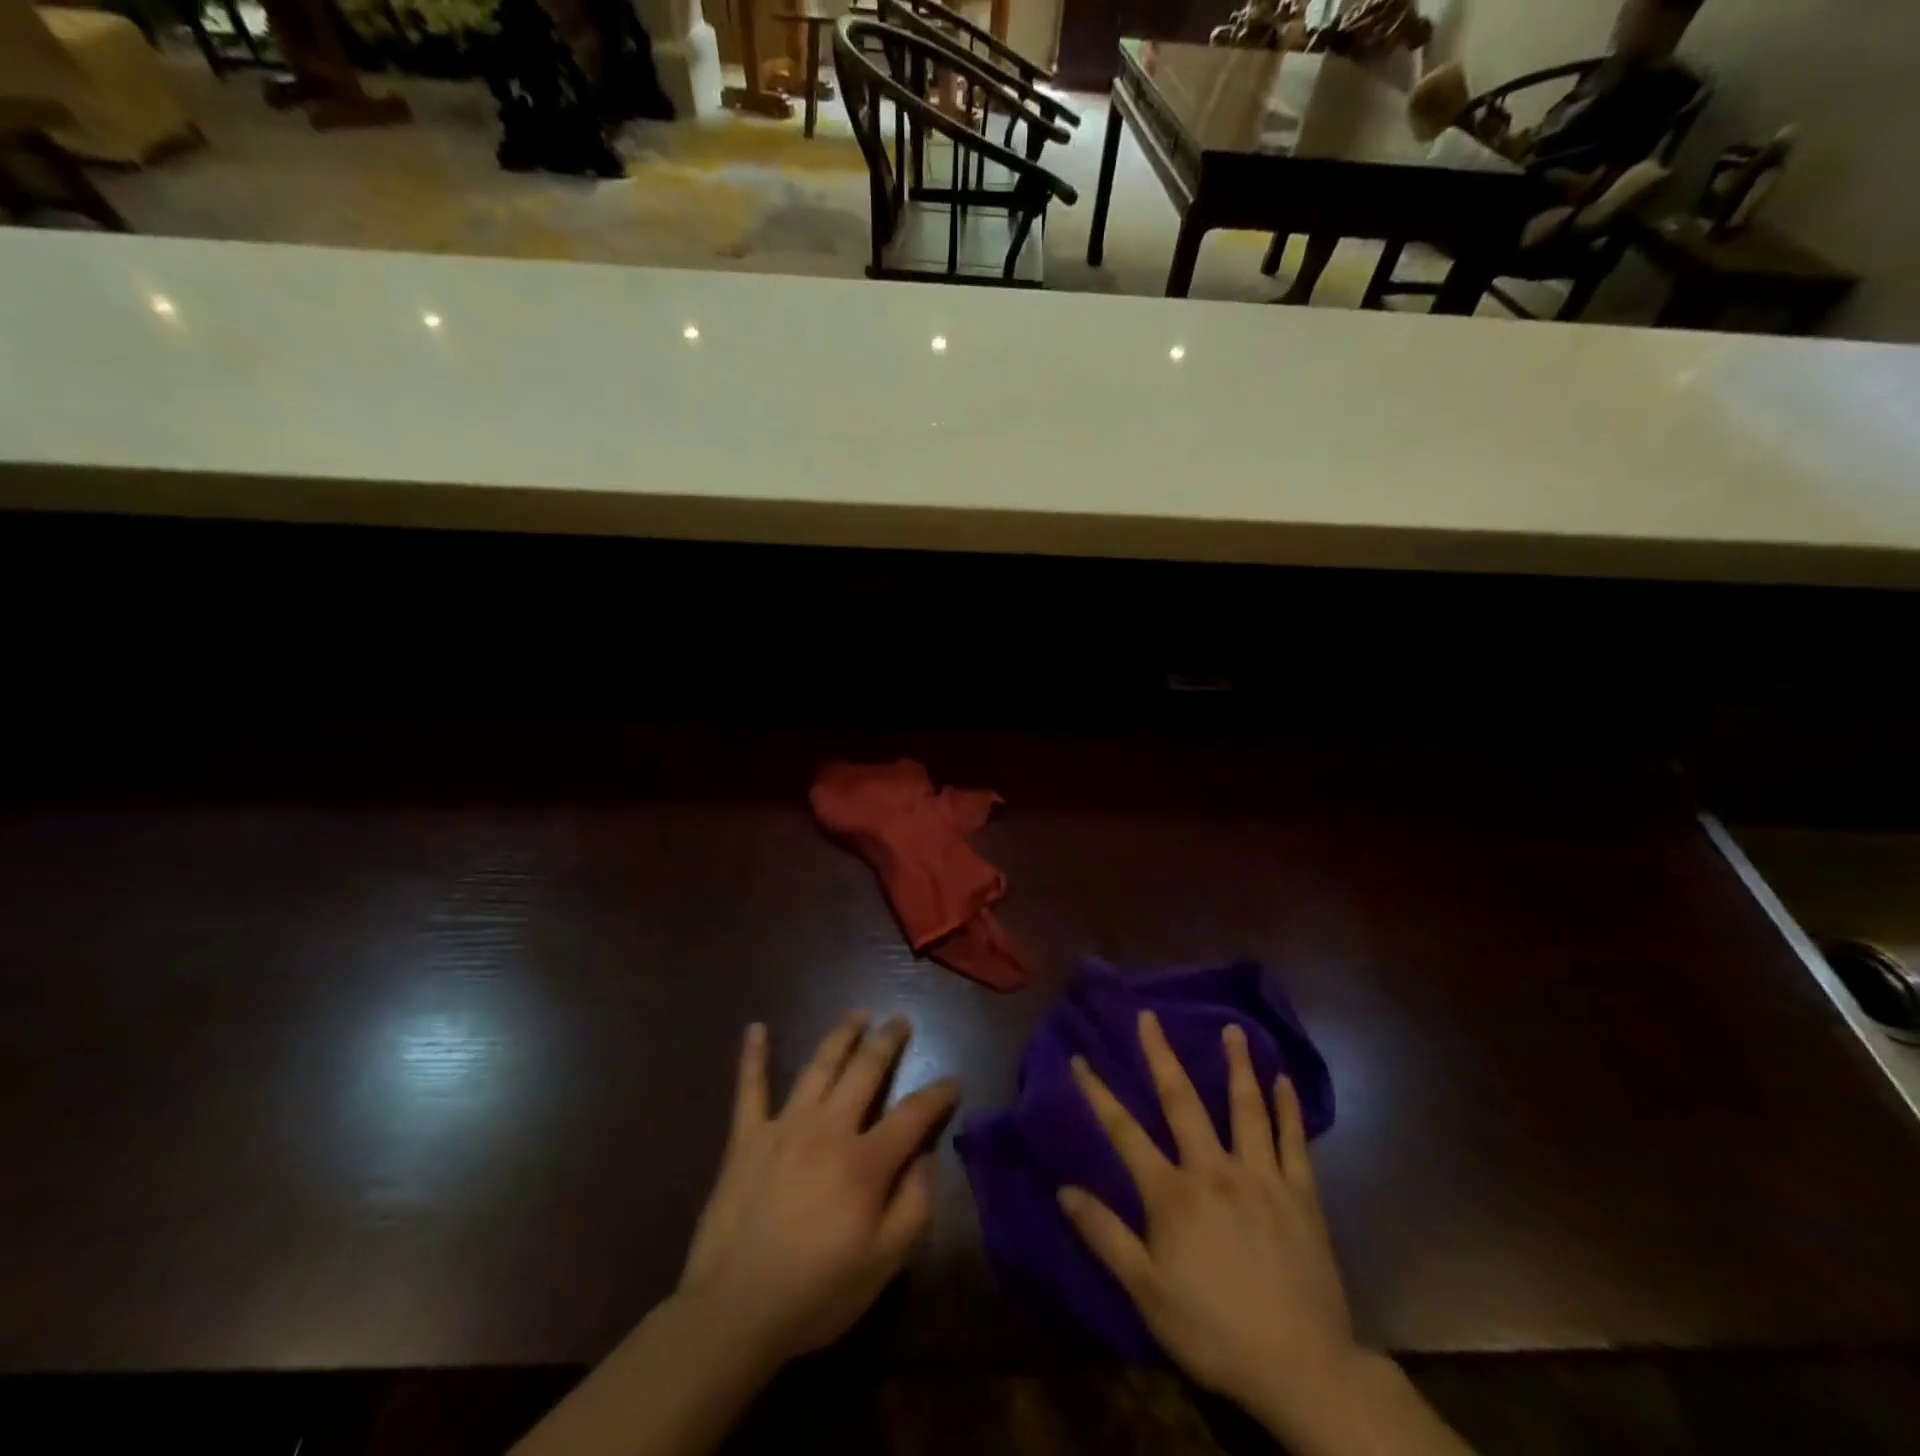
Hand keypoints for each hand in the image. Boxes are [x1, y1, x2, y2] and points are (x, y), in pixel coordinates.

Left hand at [678, 1012, 957, 1368]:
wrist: (732, 1313)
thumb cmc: (815, 1293)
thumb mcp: (883, 1265)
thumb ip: (914, 1207)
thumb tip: (926, 1158)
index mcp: (865, 1162)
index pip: (912, 1114)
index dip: (937, 1094)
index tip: (953, 1081)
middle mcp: (828, 1129)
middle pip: (865, 1070)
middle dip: (887, 1041)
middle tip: (900, 1020)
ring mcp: (783, 1127)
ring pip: (819, 1067)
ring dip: (840, 1036)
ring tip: (857, 1015)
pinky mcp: (746, 1138)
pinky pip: (749, 1088)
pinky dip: (753, 1057)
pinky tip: (755, 1028)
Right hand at [1059, 1011, 1357, 1432]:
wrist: (1304, 1371)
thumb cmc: (1215, 1331)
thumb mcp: (1147, 1293)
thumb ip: (1105, 1235)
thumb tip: (1064, 1188)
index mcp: (1173, 1194)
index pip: (1124, 1131)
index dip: (1098, 1092)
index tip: (1079, 1058)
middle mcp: (1214, 1170)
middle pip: (1182, 1101)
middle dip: (1161, 1055)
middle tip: (1150, 1016)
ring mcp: (1262, 1178)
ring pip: (1246, 1108)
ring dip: (1237, 1065)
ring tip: (1233, 1029)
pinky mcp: (1302, 1195)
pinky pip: (1294, 1141)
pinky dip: (1288, 1107)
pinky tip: (1284, 1079)